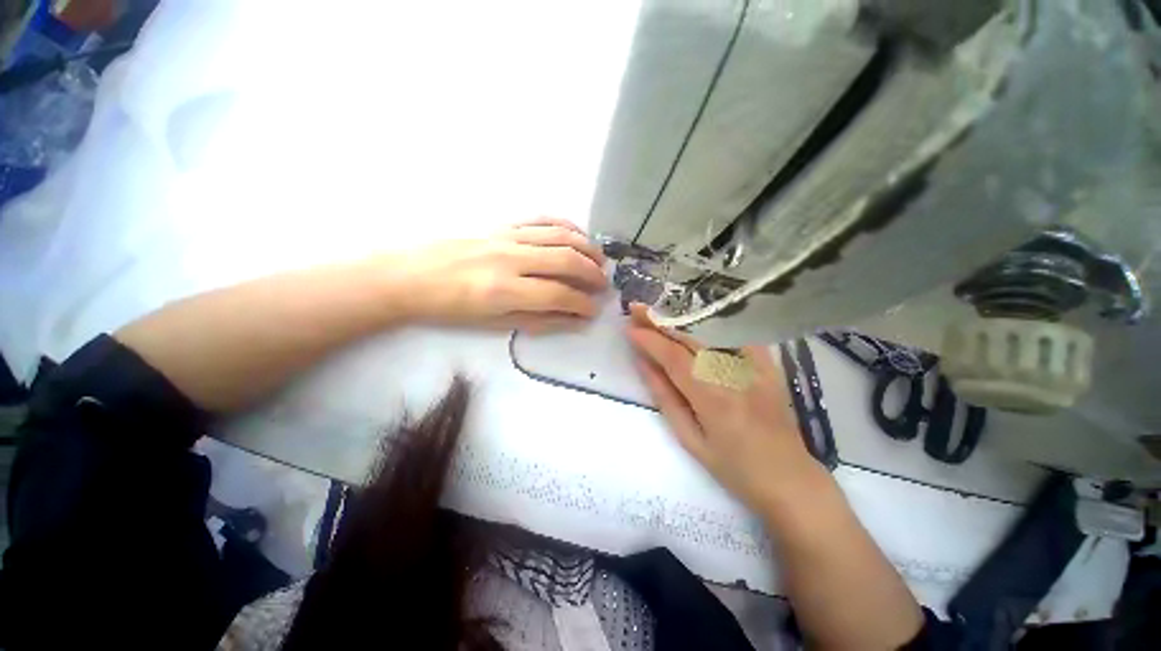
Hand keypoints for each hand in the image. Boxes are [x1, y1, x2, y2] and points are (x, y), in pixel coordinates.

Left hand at [396, 217, 607, 331]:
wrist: (411, 276)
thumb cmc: (451, 308)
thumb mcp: (495, 324)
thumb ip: (539, 320)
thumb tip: (574, 320)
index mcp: (504, 290)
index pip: (558, 295)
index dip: (582, 304)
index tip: (593, 311)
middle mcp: (510, 258)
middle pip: (565, 260)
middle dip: (592, 274)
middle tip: (604, 286)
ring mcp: (507, 236)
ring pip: (559, 235)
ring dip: (586, 248)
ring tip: (600, 261)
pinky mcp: (502, 225)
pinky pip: (542, 220)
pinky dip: (566, 226)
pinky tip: (578, 236)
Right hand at [626, 305, 824, 511]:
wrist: (788, 478)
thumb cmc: (733, 468)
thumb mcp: (690, 439)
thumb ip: (665, 397)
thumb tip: (643, 364)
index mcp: (712, 397)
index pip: (674, 358)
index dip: (649, 340)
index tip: (629, 327)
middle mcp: (733, 374)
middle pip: (690, 339)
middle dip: (660, 322)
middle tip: (637, 310)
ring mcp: (754, 366)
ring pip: (710, 334)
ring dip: (680, 322)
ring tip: (658, 314)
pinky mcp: (768, 365)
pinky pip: (738, 335)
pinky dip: (715, 325)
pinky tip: (698, 319)